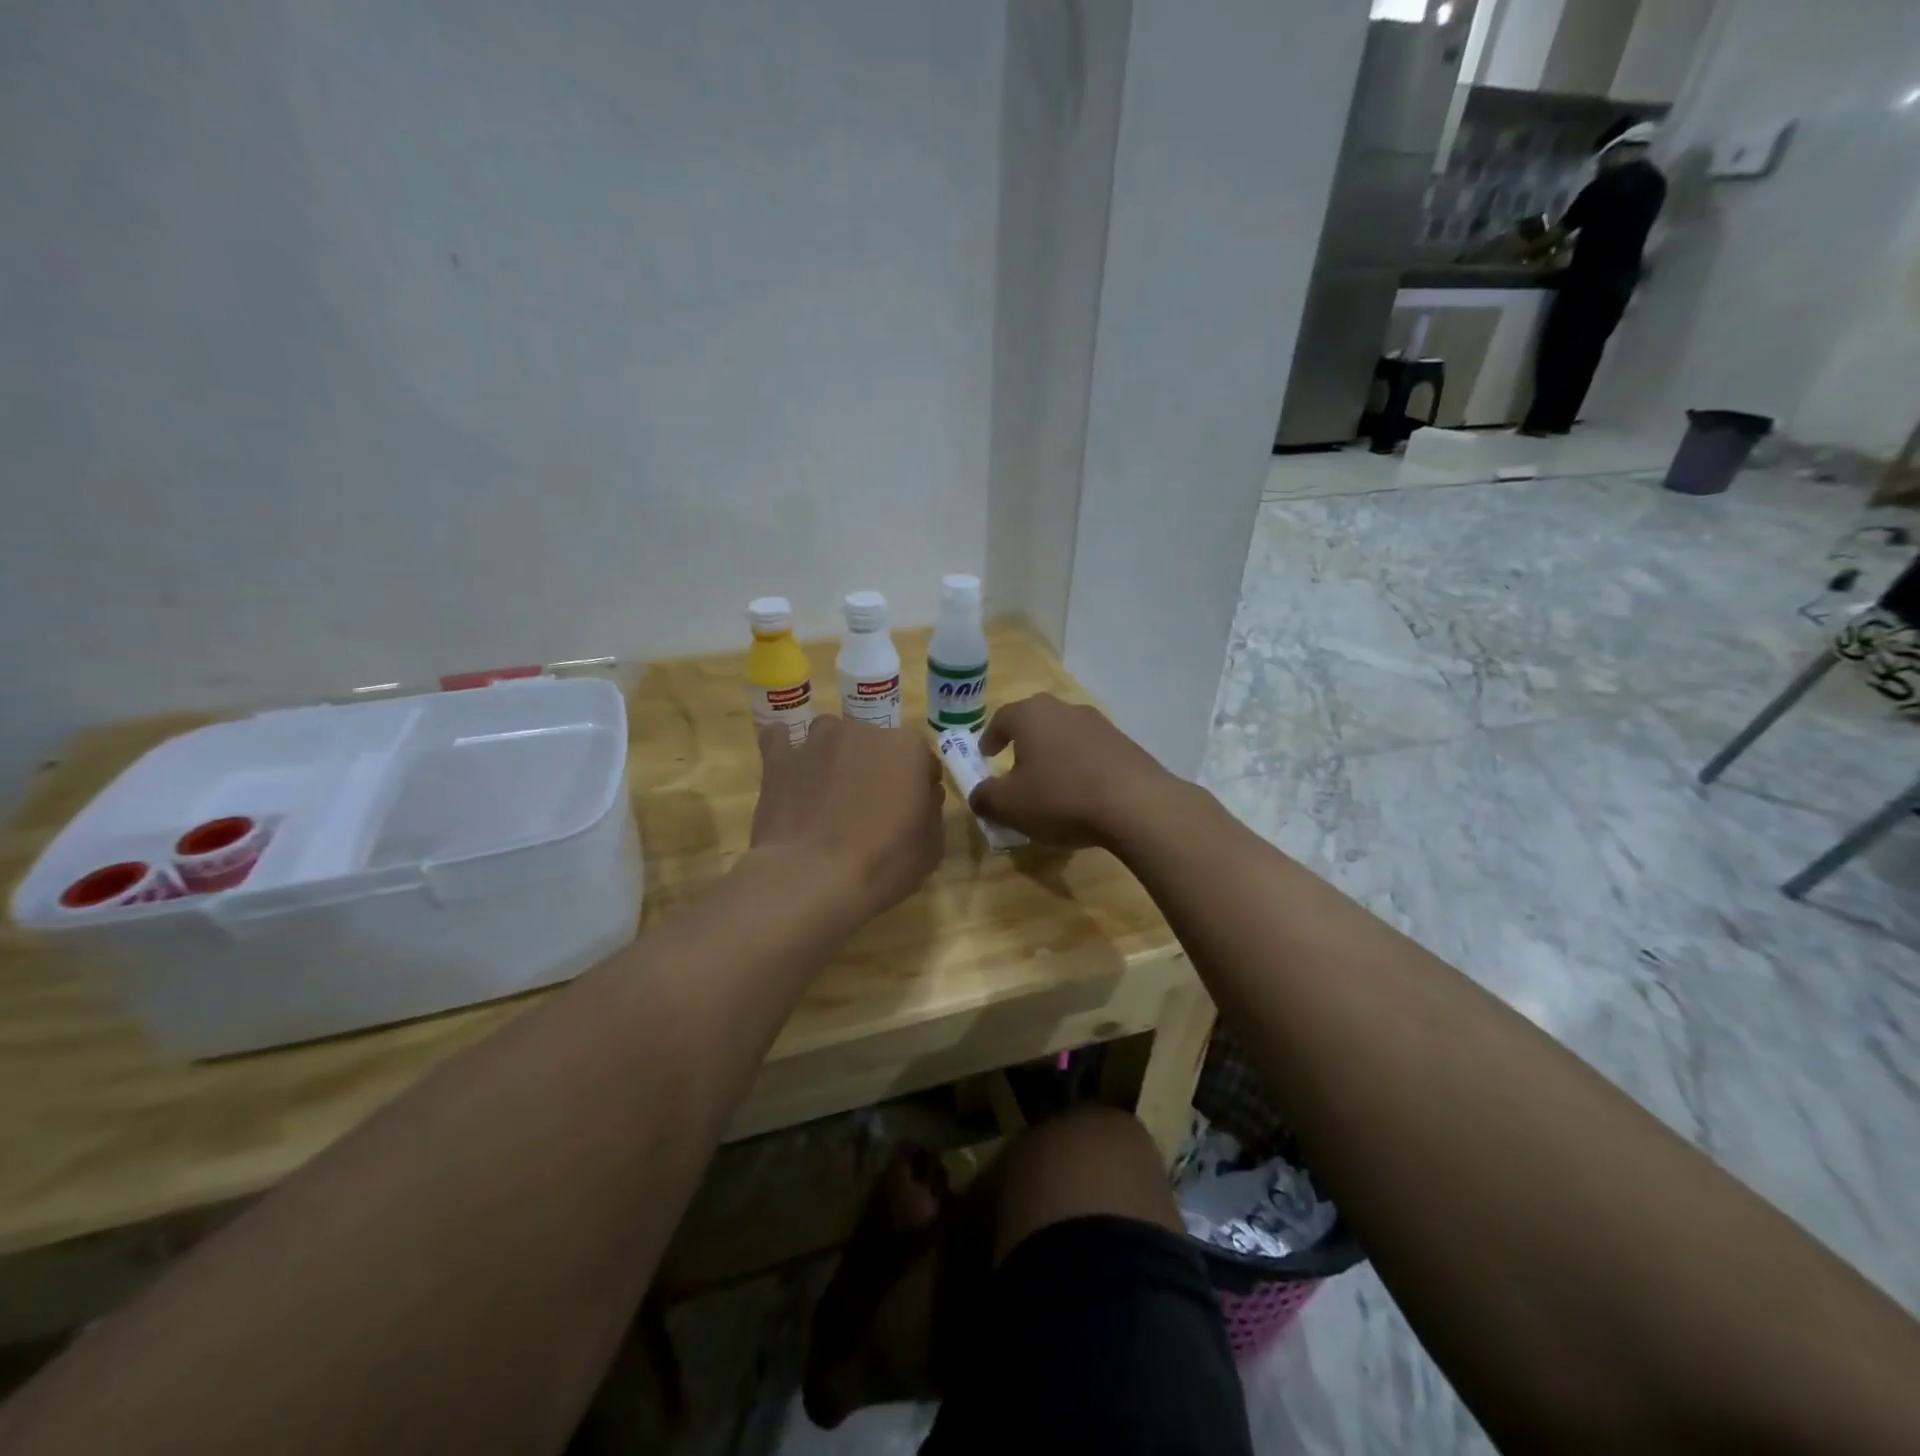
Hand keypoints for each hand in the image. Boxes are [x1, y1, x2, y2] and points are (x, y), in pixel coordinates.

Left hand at [750, 716, 945, 918]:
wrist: (812, 879)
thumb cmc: (883, 864)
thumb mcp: (932, 846)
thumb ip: (930, 809)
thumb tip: (922, 795)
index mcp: (909, 748)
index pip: (923, 761)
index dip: (918, 786)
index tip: (911, 811)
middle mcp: (864, 731)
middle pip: (876, 746)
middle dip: (876, 769)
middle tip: (869, 809)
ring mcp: (817, 741)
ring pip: (831, 738)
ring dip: (834, 758)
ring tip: (828, 794)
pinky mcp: (779, 758)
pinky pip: (780, 741)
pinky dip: (786, 750)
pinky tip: (789, 771)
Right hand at [965, 694, 1178, 848]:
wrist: (1136, 805)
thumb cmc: (1060, 797)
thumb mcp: (1009, 805)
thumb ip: (985, 797)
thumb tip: (979, 795)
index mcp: (1031, 714)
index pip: (1001, 718)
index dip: (989, 737)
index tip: (985, 755)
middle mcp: (1065, 709)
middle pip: (1036, 721)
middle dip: (1023, 742)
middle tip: (1015, 766)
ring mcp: (1100, 724)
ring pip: (1065, 735)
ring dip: (1054, 755)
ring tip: (1049, 783)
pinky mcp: (1125, 744)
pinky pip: (1091, 752)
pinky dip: (1080, 766)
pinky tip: (1081, 793)